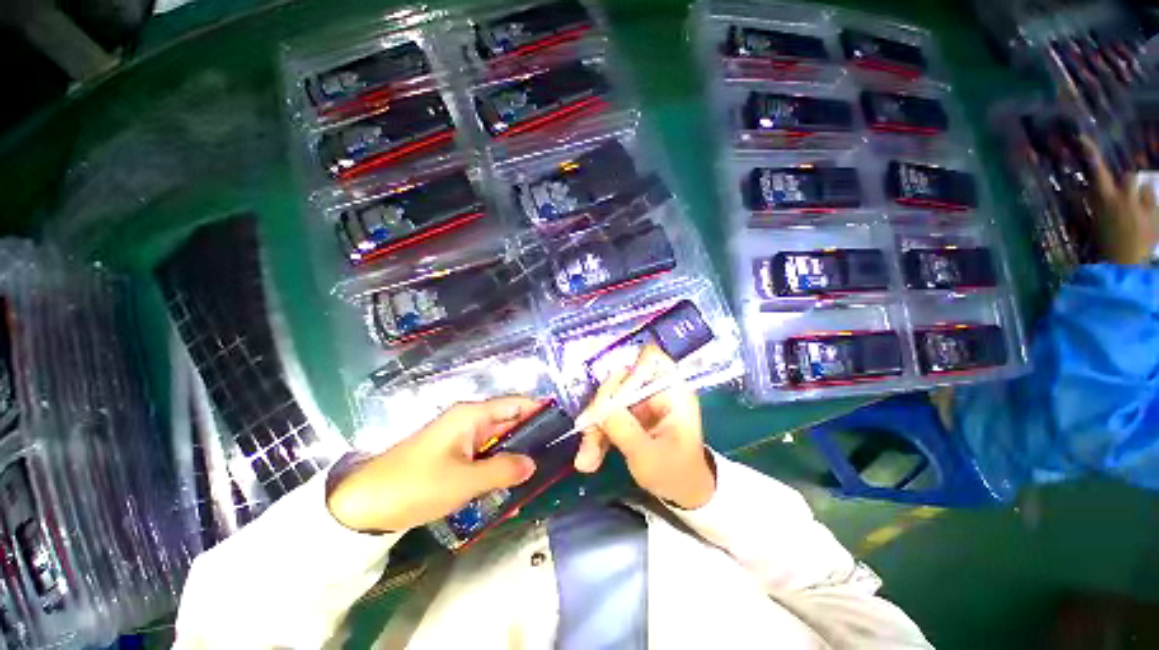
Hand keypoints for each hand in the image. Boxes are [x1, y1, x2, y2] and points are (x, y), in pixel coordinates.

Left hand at [327, 397, 537, 533]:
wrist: (364, 506)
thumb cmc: (416, 485)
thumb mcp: (464, 480)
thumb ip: (503, 469)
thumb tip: (533, 464)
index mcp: (472, 415)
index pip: (515, 404)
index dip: (539, 411)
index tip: (562, 426)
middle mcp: (470, 422)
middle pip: (510, 423)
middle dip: (532, 439)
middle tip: (556, 458)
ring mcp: (462, 441)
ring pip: (499, 444)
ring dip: (516, 459)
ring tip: (540, 477)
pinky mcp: (455, 458)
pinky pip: (485, 460)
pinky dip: (499, 471)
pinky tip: (512, 492)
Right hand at [574, 346, 715, 509]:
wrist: (682, 494)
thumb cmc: (676, 475)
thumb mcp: (649, 457)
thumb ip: (624, 429)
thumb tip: (601, 407)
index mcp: (672, 391)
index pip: (651, 358)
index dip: (630, 369)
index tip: (612, 396)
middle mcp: (655, 389)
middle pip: (620, 380)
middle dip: (601, 408)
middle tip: (588, 433)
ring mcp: (640, 401)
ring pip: (608, 399)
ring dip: (594, 427)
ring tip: (587, 459)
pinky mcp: (629, 413)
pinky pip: (607, 414)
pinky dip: (596, 434)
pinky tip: (588, 460)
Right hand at [1085, 138, 1158, 265]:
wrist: (1124, 268)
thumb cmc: (1104, 248)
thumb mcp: (1094, 225)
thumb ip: (1099, 205)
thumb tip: (1097, 193)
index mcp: (1106, 200)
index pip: (1097, 170)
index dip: (1091, 152)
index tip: (1082, 138)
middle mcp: (1125, 198)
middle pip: (1129, 177)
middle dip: (1129, 185)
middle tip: (1125, 198)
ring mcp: (1144, 207)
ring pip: (1145, 189)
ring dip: (1141, 197)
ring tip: (1137, 213)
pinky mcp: (1156, 217)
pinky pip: (1154, 205)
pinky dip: (1151, 211)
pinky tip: (1146, 225)